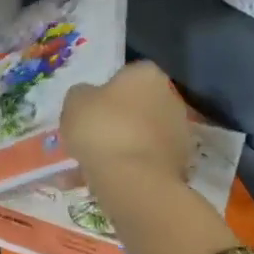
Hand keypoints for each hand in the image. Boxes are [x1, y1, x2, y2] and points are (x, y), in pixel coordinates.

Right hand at [61, 61, 191, 188]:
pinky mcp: (179, 160)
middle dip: (115, 118)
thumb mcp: (74, 103)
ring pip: (140, 134)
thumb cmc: (101, 129)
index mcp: (146, 74)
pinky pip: (145, 158)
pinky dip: (129, 165)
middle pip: (136, 105)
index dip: (103, 92)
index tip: (88, 110)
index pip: (124, 75)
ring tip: (93, 164)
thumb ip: (81, 95)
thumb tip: (88, 97)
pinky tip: (106, 178)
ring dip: (121, 144)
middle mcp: (170, 96)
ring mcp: (179, 130)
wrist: (133, 178)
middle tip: (89, 136)